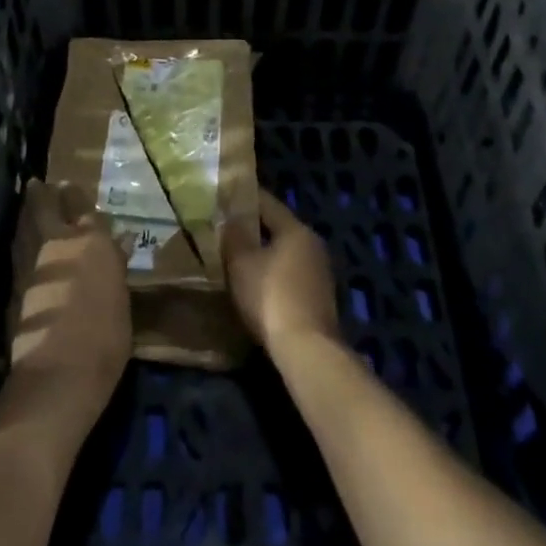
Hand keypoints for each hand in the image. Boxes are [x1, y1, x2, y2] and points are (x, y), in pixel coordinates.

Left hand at [8, 180, 132, 414]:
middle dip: (44, 194)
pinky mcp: (15, 287)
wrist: (59, 373)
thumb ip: (114, 267)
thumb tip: (119, 244)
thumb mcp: (121, 300)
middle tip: (38, 183)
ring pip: (27, 226)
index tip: (70, 186)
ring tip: (28, 203)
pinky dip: (20, 241)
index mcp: (93, 242)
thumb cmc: (105, 338)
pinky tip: (21, 243)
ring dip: (27, 213)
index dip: (77, 197)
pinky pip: (19, 251)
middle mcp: (60, 243)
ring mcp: (33, 264)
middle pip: (47, 207)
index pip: (85, 209)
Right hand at [222, 191, 340, 359]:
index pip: (268, 203)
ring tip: (236, 257)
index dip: (245, 198)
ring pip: (285, 253)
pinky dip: (273, 275)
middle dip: (253, 228)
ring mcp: (320, 272)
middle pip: (278, 228)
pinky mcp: (319, 298)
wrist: (306, 349)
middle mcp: (312, 244)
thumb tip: (229, 219)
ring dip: (263, 254)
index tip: (225, 196)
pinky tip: (255, 284)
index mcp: (296, 229)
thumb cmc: (270, 296)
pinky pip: (290, 275)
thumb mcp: (241, 263)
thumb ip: (234, 237)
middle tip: (226, 228)